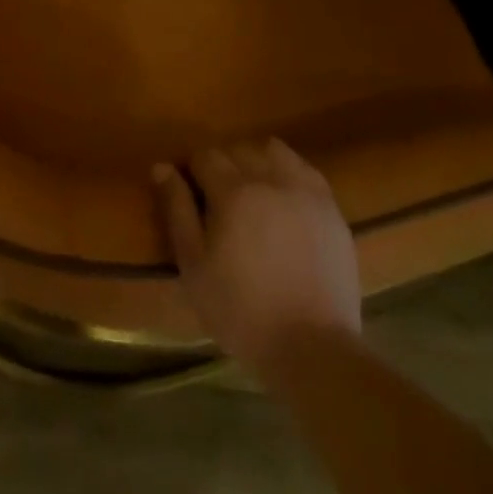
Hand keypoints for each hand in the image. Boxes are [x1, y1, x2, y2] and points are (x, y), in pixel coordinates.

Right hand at [153, 140, 360, 377]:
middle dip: (223, 165)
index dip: (193, 171)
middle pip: (238, 148)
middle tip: (219, 200)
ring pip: (273, 150)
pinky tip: (284, 201)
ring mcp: (305, 189)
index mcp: (233, 191)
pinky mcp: (330, 205)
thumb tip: (162, 167)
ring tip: (253, 193)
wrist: (310, 345)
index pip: (205, 155)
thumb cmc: (240, 311)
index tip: (191, 195)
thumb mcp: (194, 266)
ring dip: (257, 161)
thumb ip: (177, 210)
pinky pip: (304, 168)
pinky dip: (288, 173)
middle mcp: (270, 178)